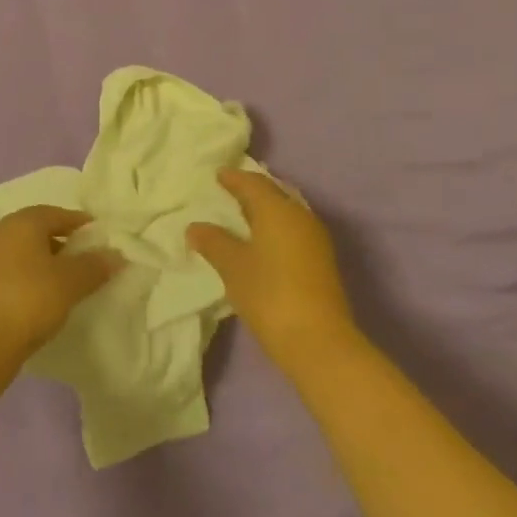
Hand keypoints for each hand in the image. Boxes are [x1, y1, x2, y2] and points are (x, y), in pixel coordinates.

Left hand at [0, 206, 121, 367]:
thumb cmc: (30, 298)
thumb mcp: (70, 282)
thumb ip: (94, 266)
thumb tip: (116, 254)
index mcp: (24, 221)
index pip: (58, 213)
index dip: (81, 224)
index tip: (100, 237)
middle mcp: (4, 232)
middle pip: (40, 230)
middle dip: (65, 242)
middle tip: (88, 258)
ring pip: (27, 251)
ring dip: (48, 261)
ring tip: (70, 280)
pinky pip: (16, 270)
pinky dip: (33, 276)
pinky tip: (46, 296)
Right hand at [187, 170, 366, 380]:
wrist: (318, 342)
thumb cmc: (269, 294)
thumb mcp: (232, 266)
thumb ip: (213, 242)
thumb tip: (195, 227)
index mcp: (278, 210)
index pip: (253, 183)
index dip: (234, 178)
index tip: (218, 175)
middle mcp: (300, 217)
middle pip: (273, 194)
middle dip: (251, 191)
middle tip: (229, 191)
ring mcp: (315, 240)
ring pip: (286, 213)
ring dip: (264, 211)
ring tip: (241, 216)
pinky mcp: (321, 262)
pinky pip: (293, 230)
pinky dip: (274, 228)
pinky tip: (260, 242)